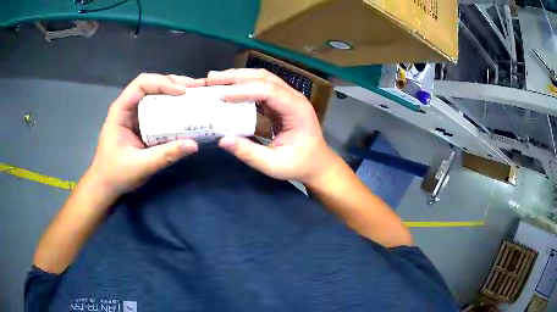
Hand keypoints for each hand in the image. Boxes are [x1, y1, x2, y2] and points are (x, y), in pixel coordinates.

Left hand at [88, 73, 205, 197]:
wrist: (105, 185)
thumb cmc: (116, 174)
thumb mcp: (141, 166)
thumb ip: (165, 155)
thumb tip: (193, 144)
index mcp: (121, 110)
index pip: (141, 84)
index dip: (162, 83)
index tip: (182, 92)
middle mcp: (128, 107)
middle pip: (151, 84)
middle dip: (174, 83)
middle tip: (196, 88)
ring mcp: (135, 114)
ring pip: (155, 94)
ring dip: (175, 91)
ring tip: (195, 94)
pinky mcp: (141, 123)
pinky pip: (157, 108)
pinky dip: (172, 105)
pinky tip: (186, 108)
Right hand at [206, 69, 336, 183]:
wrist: (317, 164)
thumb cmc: (300, 165)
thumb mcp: (275, 165)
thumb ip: (249, 153)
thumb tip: (222, 140)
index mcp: (297, 109)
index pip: (269, 90)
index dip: (244, 90)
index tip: (221, 95)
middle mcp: (293, 97)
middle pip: (264, 77)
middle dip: (236, 76)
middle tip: (211, 79)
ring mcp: (287, 98)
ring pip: (262, 78)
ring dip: (238, 77)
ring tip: (215, 80)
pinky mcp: (280, 103)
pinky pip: (260, 88)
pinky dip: (243, 86)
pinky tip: (228, 90)